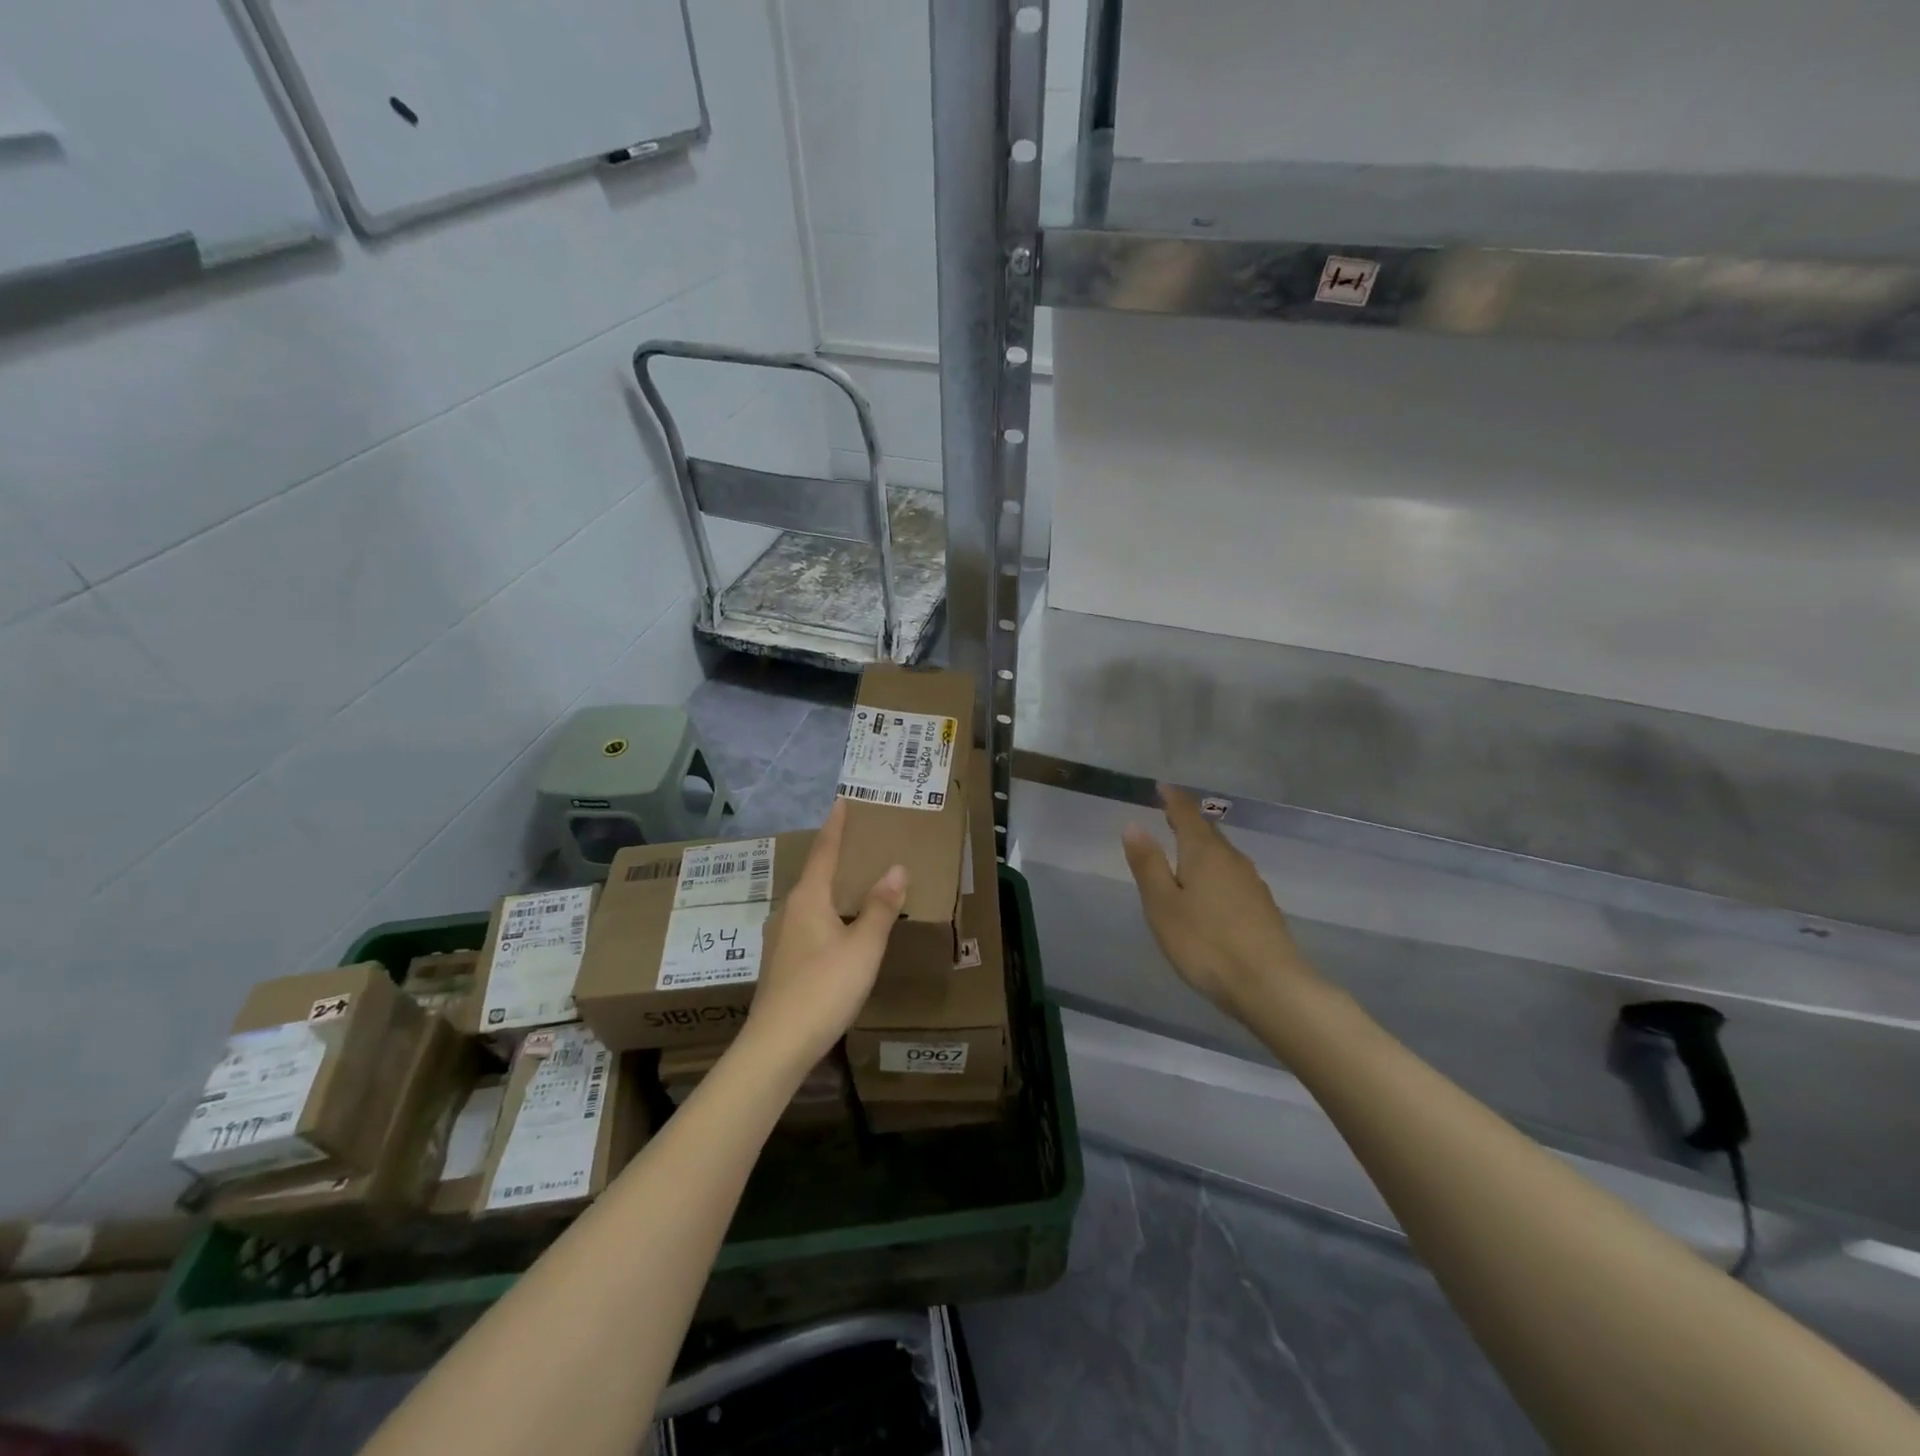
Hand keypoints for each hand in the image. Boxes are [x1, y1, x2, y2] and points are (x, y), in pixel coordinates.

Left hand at [746, 799, 907, 1070]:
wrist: (777, 1045)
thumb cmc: (824, 988)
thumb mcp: (863, 947)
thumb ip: (880, 908)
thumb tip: (896, 868)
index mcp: (808, 899)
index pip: (824, 851)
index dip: (835, 827)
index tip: (841, 802)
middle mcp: (788, 910)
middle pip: (814, 875)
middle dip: (835, 858)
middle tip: (860, 845)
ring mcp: (779, 938)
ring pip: (809, 902)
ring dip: (830, 890)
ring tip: (853, 886)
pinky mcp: (780, 962)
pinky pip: (806, 924)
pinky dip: (825, 915)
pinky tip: (838, 931)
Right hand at [1121, 785, 1315, 1015]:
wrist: (1270, 986)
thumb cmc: (1205, 943)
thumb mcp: (1163, 905)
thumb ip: (1148, 864)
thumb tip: (1134, 824)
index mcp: (1204, 853)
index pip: (1187, 814)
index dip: (1173, 799)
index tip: (1162, 786)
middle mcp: (1232, 860)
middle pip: (1208, 832)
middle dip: (1188, 821)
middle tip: (1170, 814)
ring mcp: (1252, 883)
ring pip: (1223, 854)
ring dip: (1203, 846)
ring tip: (1186, 849)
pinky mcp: (1262, 907)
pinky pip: (1232, 875)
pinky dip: (1216, 870)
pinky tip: (1210, 888)